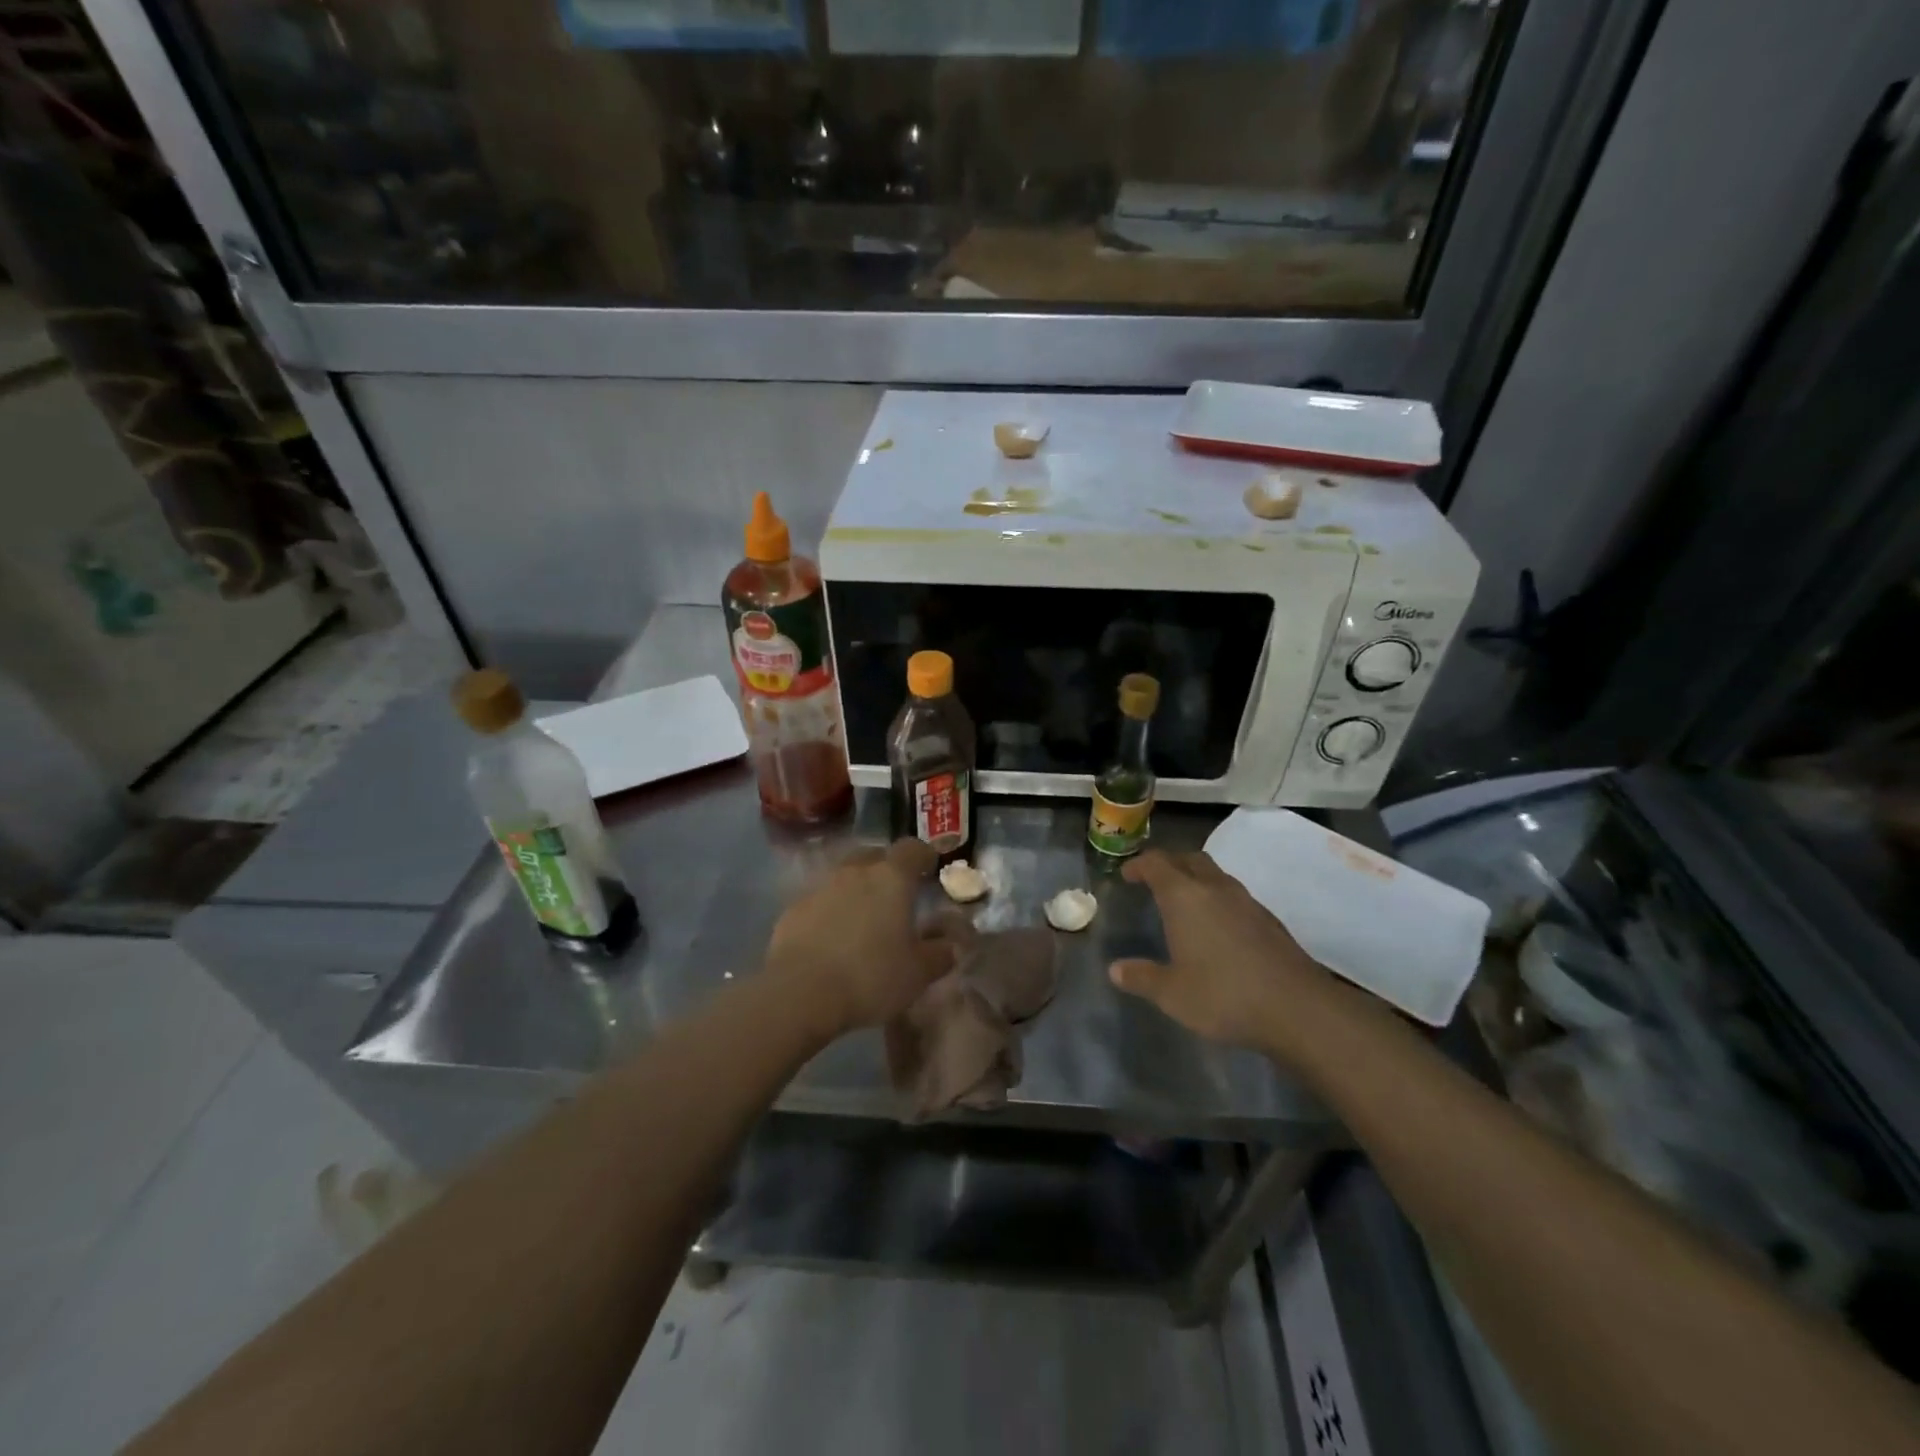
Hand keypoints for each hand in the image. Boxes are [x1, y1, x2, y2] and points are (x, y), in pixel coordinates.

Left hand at [766, 839, 949, 1038]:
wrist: (799, 993)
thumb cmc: (870, 976)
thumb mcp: (918, 973)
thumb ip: (940, 954)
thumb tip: (952, 945)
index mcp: (891, 878)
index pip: (912, 848)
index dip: (923, 855)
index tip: (929, 869)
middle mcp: (855, 873)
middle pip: (874, 856)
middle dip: (886, 869)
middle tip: (896, 896)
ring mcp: (820, 888)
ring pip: (844, 878)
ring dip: (856, 891)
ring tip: (863, 921)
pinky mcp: (793, 910)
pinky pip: (820, 902)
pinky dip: (830, 912)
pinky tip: (832, 940)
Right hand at [1109, 849, 1337, 1053]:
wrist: (1297, 1008)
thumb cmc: (1223, 995)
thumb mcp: (1172, 994)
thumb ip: (1142, 978)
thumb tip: (1115, 970)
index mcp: (1184, 896)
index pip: (1156, 863)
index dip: (1139, 865)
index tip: (1127, 875)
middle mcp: (1215, 888)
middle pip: (1189, 859)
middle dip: (1169, 864)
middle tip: (1154, 881)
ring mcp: (1247, 901)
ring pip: (1215, 875)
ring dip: (1196, 880)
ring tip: (1184, 903)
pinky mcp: (1269, 920)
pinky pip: (1234, 896)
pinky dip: (1217, 900)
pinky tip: (1217, 928)